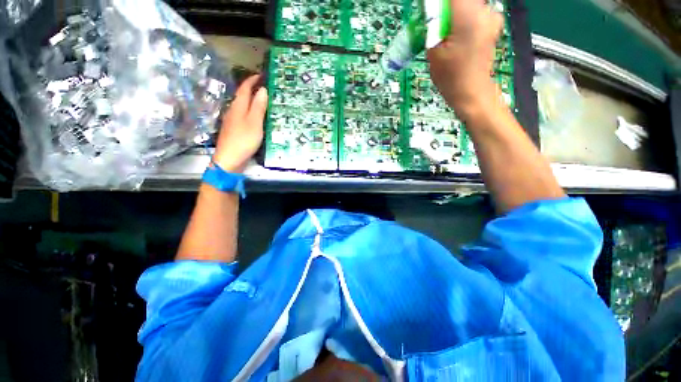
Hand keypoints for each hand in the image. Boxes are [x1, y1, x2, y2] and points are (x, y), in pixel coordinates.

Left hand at [213, 75, 267, 172]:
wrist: (230, 158)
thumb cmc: (244, 139)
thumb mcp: (255, 122)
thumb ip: (258, 106)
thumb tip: (262, 89)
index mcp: (238, 106)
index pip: (244, 88)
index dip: (252, 80)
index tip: (262, 75)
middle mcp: (234, 110)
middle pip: (243, 96)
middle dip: (253, 89)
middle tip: (266, 88)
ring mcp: (233, 121)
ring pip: (243, 106)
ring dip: (253, 101)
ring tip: (265, 101)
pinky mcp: (235, 130)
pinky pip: (244, 116)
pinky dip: (252, 112)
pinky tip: (258, 118)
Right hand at [427, 0, 503, 118]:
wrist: (471, 92)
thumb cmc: (450, 77)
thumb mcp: (433, 50)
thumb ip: (432, 23)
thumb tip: (430, 8)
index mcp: (468, 17)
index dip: (437, 5)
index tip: (429, 14)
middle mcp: (485, 11)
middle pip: (459, 0)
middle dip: (445, 9)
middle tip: (435, 26)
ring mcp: (492, 17)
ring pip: (467, 4)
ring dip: (453, 14)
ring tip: (446, 35)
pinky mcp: (493, 23)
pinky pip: (475, 11)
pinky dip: (463, 18)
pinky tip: (458, 35)